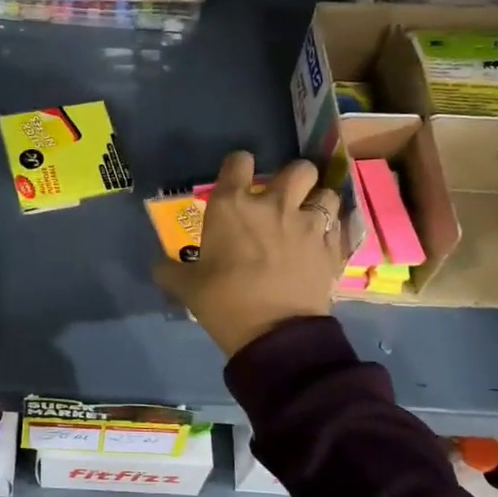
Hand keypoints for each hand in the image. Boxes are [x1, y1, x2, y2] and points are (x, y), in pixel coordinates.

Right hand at [151, 151, 344, 356]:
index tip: (237, 180)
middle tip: (284, 198)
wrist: (275, 335)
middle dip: (293, 178)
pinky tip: (324, 243)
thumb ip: (170, 271)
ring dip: (318, 201)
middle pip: (298, 168)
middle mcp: (273, 204)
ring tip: (310, 217)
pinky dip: (333, 230)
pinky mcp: (332, 247)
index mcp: (232, 205)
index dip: (238, 166)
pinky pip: (340, 225)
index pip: (239, 161)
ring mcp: (308, 224)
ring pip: (326, 192)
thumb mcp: (187, 288)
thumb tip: (158, 266)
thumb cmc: (224, 302)